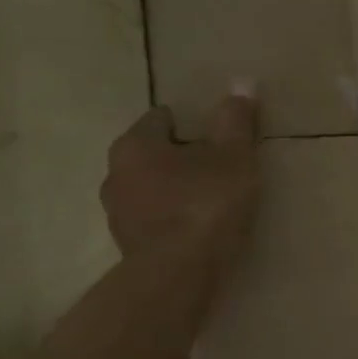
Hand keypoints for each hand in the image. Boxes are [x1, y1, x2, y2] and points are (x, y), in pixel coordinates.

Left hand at [100, 85, 259, 264]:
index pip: (162, 118)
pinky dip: (172, 219)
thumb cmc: (206, 205)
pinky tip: (199, 229)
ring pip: (150, 189)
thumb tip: (242, 82)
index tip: (219, 137)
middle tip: (219, 167)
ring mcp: (118, 214)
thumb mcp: (233, 157)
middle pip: (153, 154)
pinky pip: (153, 220)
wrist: (179, 276)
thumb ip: (236, 121)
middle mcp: (115, 174)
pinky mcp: (129, 247)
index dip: (193, 123)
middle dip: (182, 157)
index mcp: (135, 145)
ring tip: (212, 201)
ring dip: (175, 190)